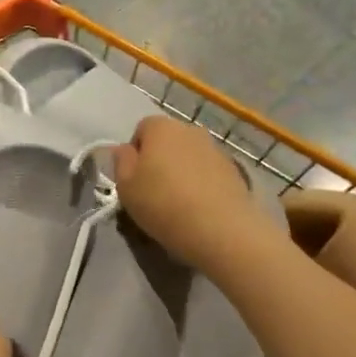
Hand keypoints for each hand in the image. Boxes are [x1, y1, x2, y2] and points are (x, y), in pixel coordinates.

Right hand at [112, 116, 273, 272]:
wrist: (221, 229)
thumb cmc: (164, 204)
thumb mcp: (125, 187)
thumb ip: (121, 162)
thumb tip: (125, 150)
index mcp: (161, 127)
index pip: (141, 130)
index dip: (135, 155)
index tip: (135, 182)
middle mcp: (190, 129)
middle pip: (167, 141)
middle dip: (160, 161)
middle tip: (154, 193)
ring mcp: (215, 148)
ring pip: (189, 157)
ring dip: (182, 172)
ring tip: (179, 204)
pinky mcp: (234, 169)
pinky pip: (208, 172)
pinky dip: (202, 184)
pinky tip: (201, 208)